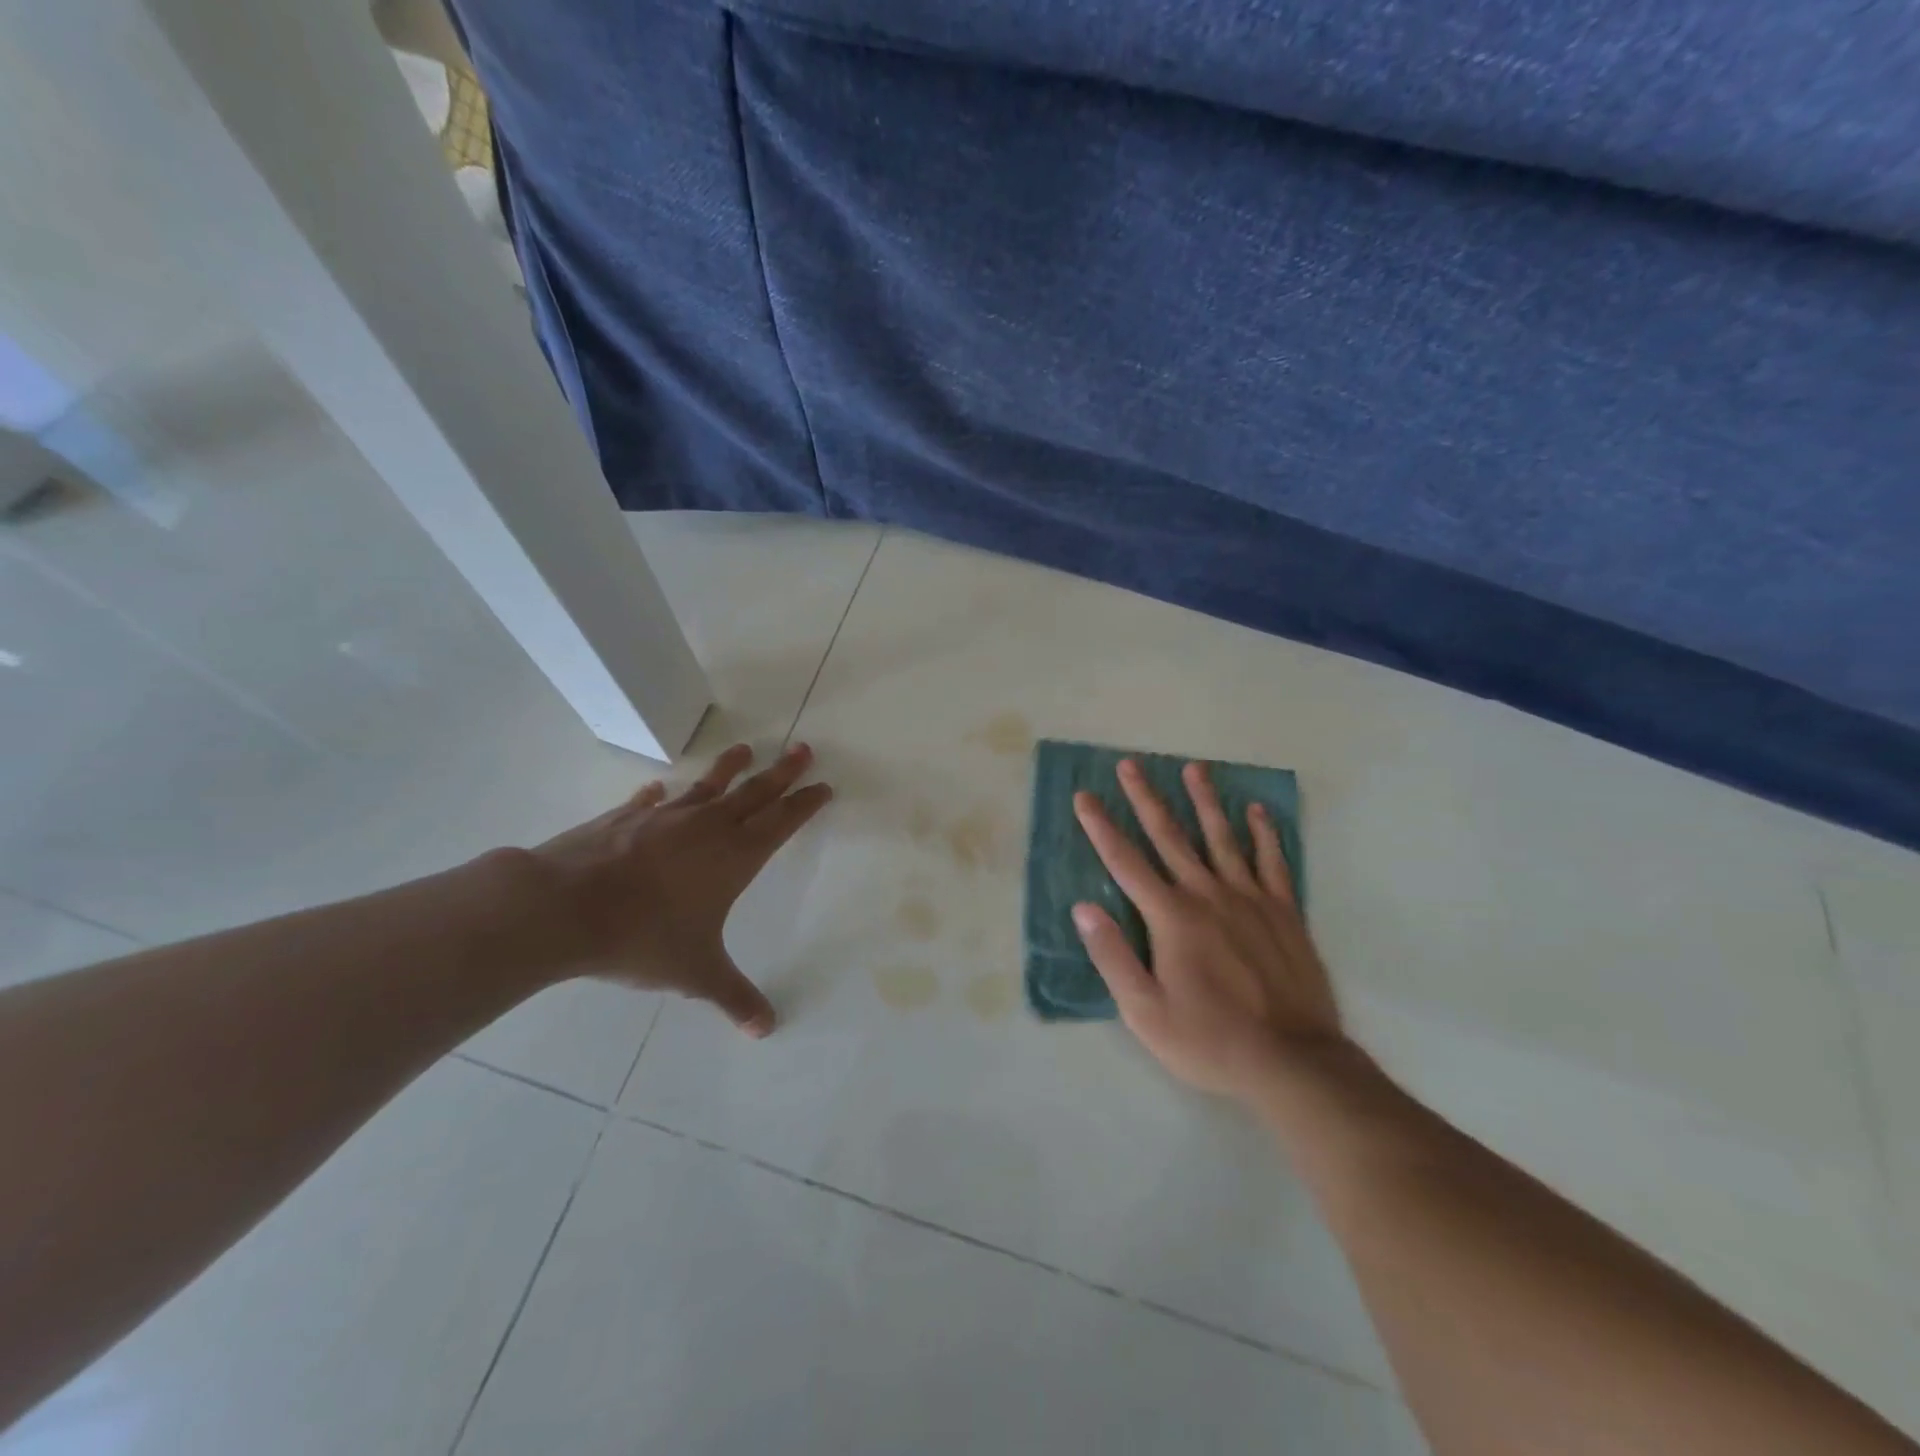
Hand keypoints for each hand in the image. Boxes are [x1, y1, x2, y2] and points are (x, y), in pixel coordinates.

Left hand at [528, 743, 831, 1036]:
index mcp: (734, 857)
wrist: (564, 907)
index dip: (805, 804)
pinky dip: (660, 795)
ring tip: (744, 748)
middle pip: (756, 791)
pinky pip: (651, 801)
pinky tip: (658, 789)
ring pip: (708, 785)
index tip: (823, 786)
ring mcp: (665, 817)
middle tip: (803, 749)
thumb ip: (734, 997)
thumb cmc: (643, 937)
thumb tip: (766, 1030)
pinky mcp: (625, 817)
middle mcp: (707, 827)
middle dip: (783, 772)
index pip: (782, 822)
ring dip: (730, 768)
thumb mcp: (695, 972)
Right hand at [1072, 758, 1345, 1100]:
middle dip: (1145, 798)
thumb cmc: (1209, 1041)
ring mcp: (1250, 899)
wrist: (1293, 1062)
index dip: (1101, 827)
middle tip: (1130, 764)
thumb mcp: (1146, 1012)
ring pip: (1222, 838)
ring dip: (1205, 801)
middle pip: (1171, 837)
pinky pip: (1273, 862)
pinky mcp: (1285, 912)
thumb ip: (1113, 956)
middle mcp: (1208, 895)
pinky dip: (1265, 834)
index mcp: (1171, 917)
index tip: (1084, 796)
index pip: (1126, 862)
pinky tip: (1257, 810)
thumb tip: (1083, 907)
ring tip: (1194, 768)